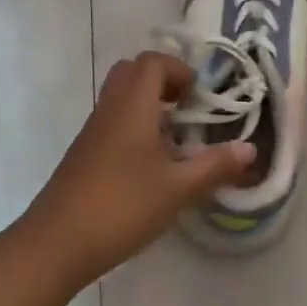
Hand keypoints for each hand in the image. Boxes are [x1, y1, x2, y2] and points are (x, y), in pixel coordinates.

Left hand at [20, 51, 254, 287]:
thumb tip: (250, 149)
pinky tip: (149, 164)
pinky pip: (111, 120)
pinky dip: (133, 125)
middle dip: (162, 81)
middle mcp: (110, 108)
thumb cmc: (122, 205)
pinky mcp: (84, 153)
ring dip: (147, 104)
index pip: (152, 63)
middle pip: (132, 72)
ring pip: (119, 97)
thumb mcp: (177, 189)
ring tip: (173, 138)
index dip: (179, 70)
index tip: (199, 96)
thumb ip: (215, 166)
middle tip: (186, 109)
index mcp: (132, 105)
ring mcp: (92, 131)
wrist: (56, 242)